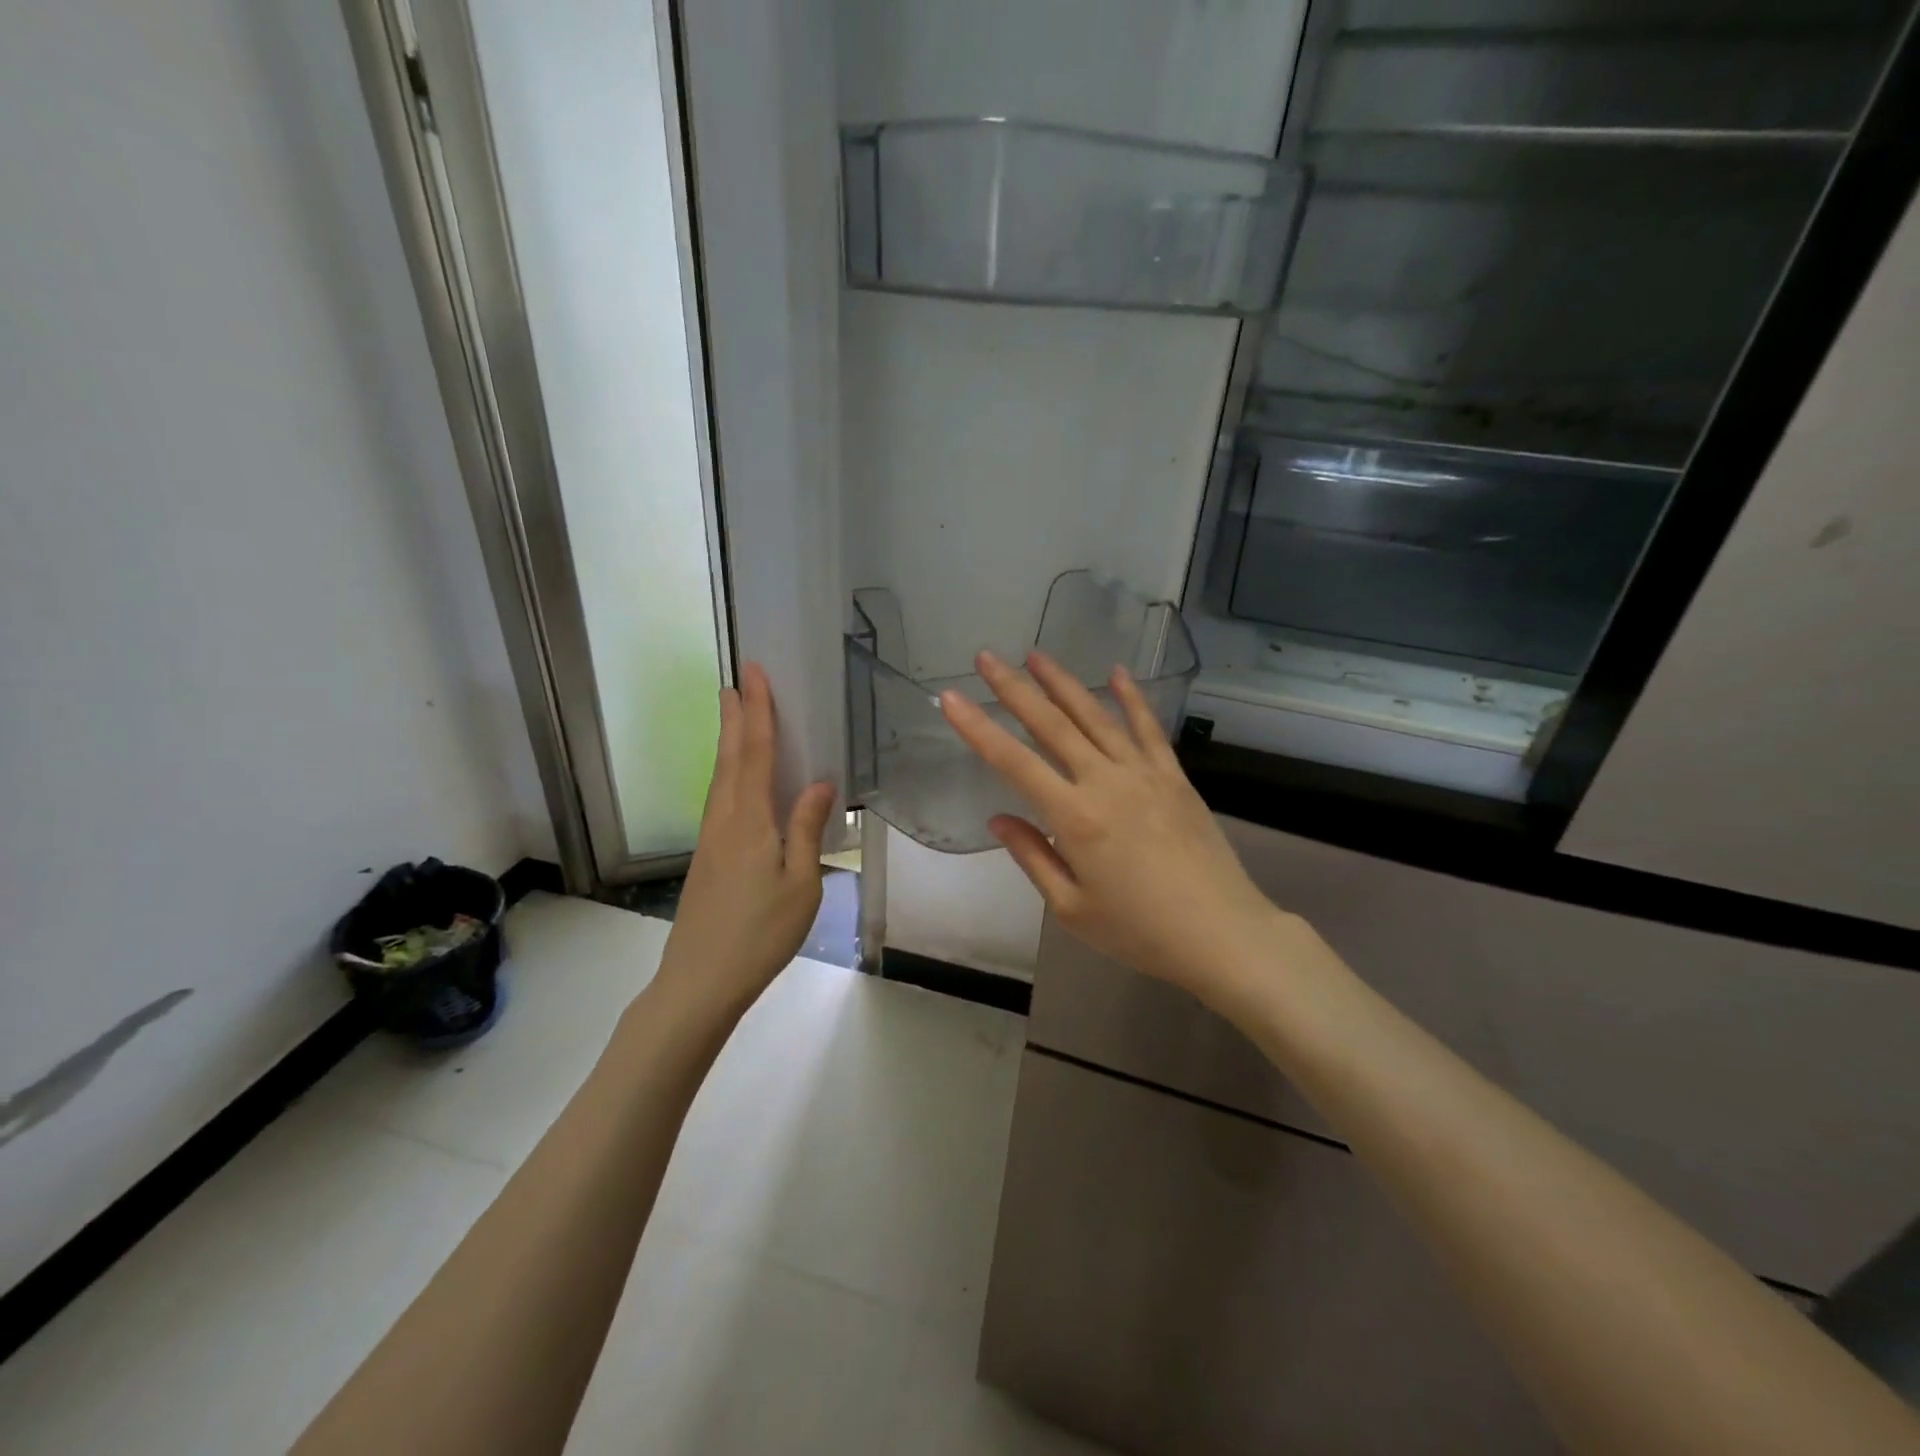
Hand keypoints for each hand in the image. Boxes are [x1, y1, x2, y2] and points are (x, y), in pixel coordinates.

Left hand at [658, 662, 835, 1012]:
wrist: (700, 980)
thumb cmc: (759, 933)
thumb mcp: (800, 883)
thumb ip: (806, 829)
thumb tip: (820, 782)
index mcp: (749, 820)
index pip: (755, 752)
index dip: (757, 711)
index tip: (753, 674)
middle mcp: (724, 819)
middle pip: (730, 758)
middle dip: (736, 717)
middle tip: (736, 680)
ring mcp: (711, 839)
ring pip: (721, 777)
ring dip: (729, 742)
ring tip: (735, 715)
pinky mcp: (708, 857)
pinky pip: (721, 799)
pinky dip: (730, 773)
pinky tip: (738, 781)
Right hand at [940, 651, 1293, 1010]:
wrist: (1221, 933)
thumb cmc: (1139, 931)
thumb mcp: (1071, 909)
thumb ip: (1032, 857)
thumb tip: (999, 820)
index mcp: (1074, 818)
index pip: (1014, 762)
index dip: (977, 728)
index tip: (950, 697)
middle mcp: (1106, 782)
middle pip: (1052, 725)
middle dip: (1014, 688)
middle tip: (987, 658)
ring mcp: (1144, 774)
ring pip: (1095, 717)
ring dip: (1063, 683)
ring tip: (1036, 655)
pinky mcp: (1174, 777)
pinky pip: (1148, 728)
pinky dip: (1131, 698)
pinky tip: (1116, 673)